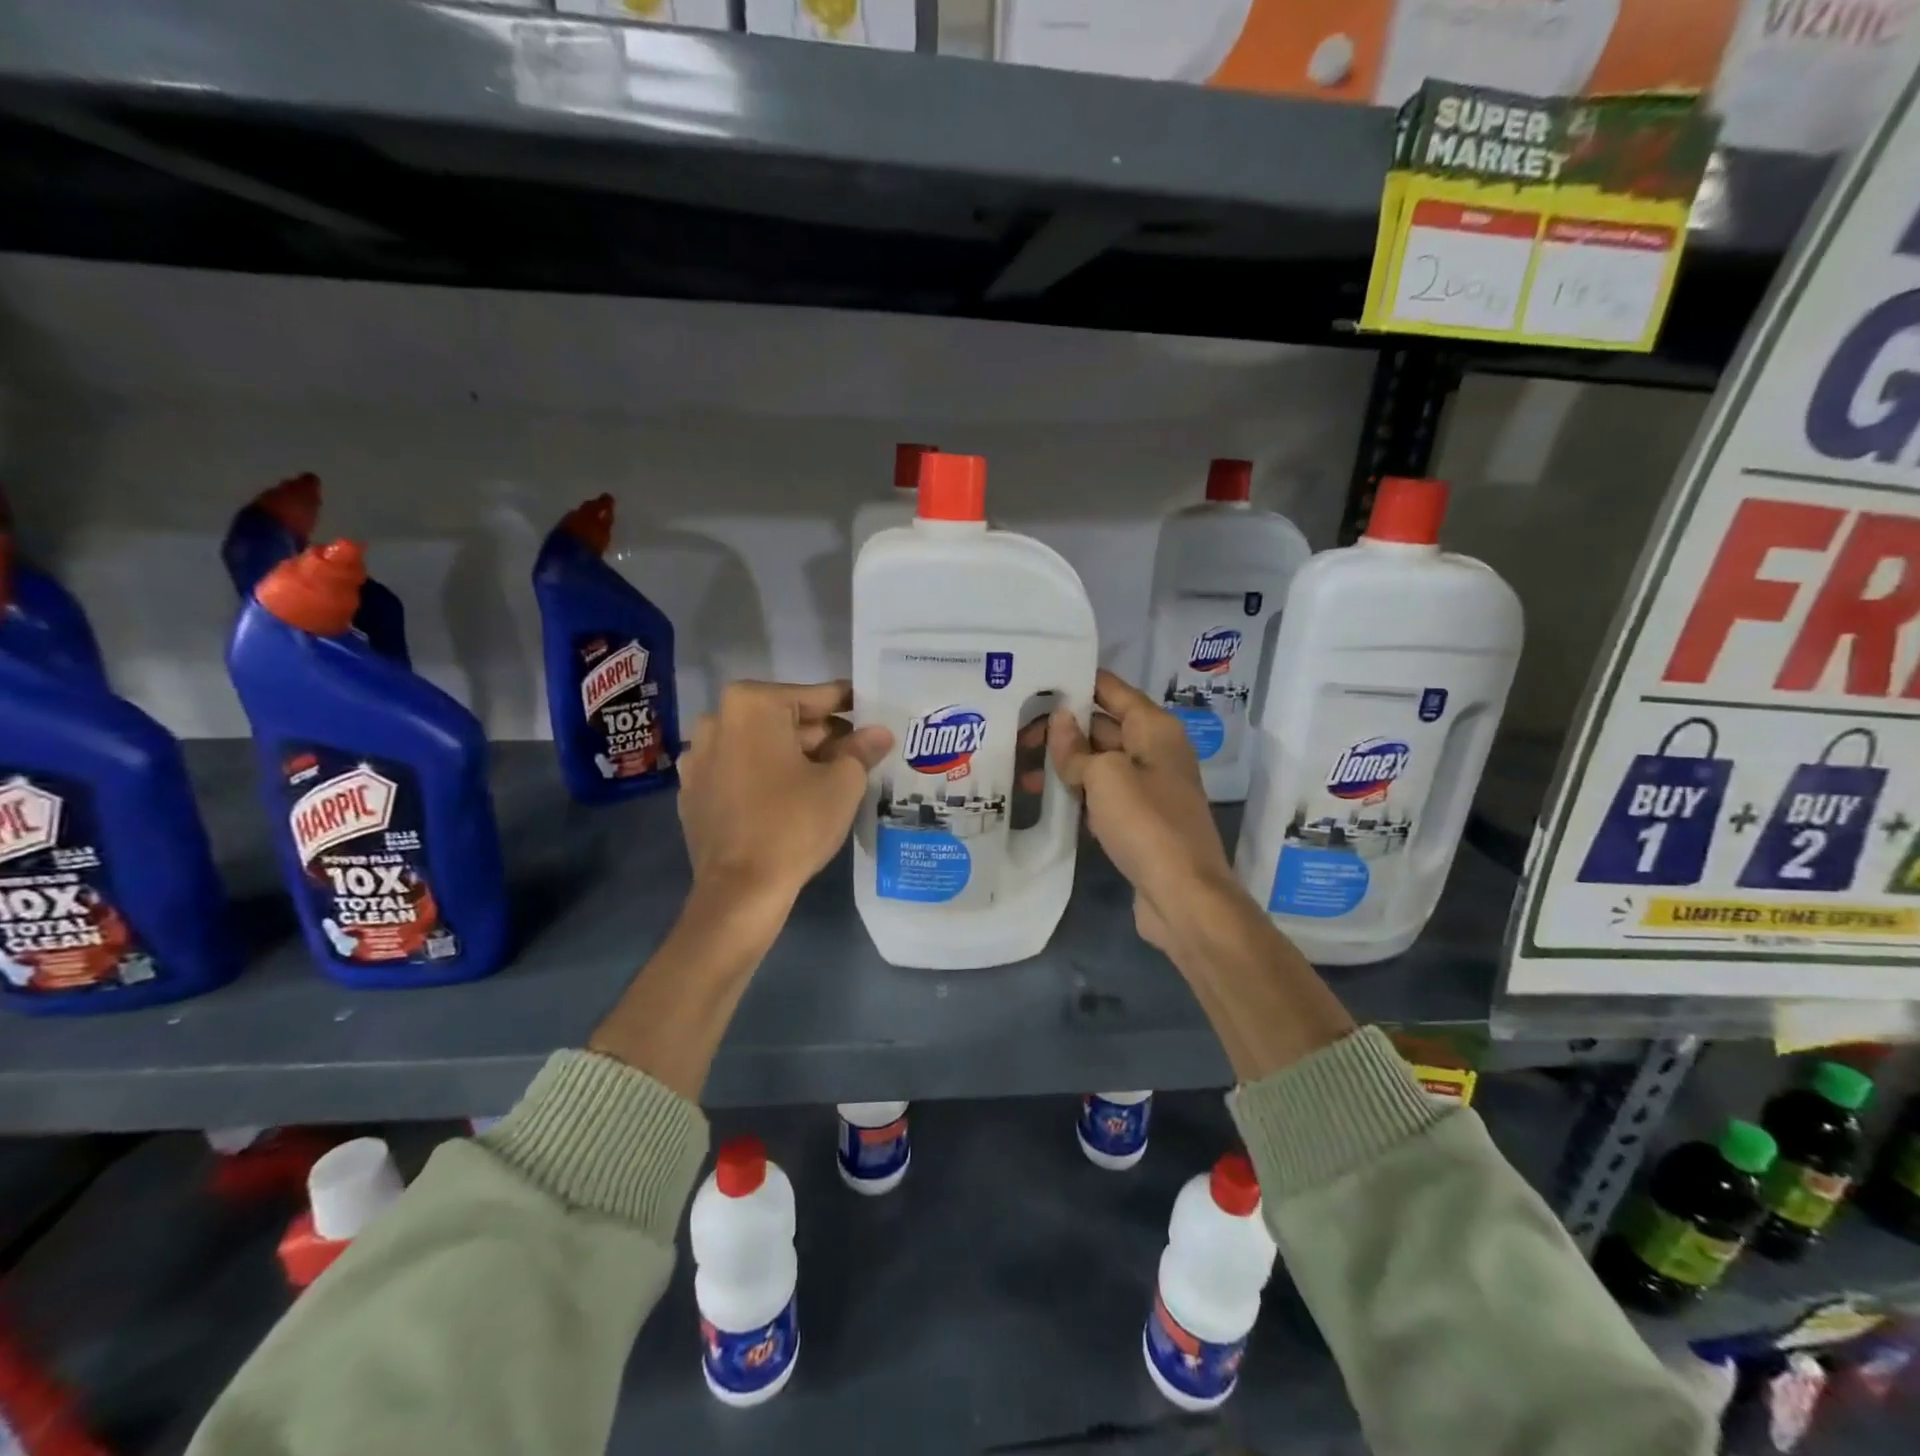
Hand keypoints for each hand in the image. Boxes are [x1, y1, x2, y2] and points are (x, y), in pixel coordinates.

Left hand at [677, 681, 892, 907]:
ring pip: (760, 745)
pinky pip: (738, 771)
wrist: (740, 891)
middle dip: (821, 735)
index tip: (873, 712)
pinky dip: (763, 777)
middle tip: (858, 753)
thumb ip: (861, 749)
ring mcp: (698, 756)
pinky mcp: (692, 791)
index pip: (816, 696)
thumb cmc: (795, 824)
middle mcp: (716, 719)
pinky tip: (787, 799)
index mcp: (752, 704)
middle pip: (785, 719)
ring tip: (827, 778)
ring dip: (791, 755)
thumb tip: (879, 732)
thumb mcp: (843, 783)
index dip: (850, 705)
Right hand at [1049, 670, 1352, 1081]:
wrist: (1183, 895)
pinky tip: (1047, 799)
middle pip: (1102, 726)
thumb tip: (1060, 721)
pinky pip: (1104, 794)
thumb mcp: (1105, 777)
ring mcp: (1150, 787)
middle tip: (1014, 734)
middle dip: (1061, 728)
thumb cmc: (1146, 824)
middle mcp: (1156, 751)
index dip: (1076, 682)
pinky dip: (1078, 792)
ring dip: (1065, 764)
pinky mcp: (1141, 819)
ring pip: (1100, 762)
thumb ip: (1077, 748)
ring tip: (1021, 772)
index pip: (1111, 690)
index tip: (1035, 680)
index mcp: (1155, 729)